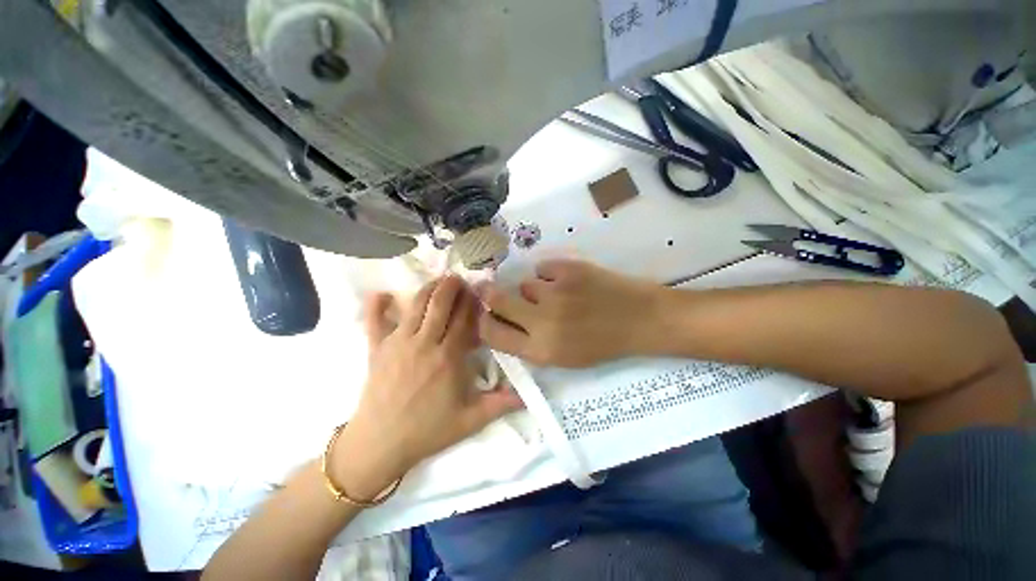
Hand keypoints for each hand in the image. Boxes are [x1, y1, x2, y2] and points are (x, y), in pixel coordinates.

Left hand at [333, 276, 522, 498]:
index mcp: (448, 357)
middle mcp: (424, 343)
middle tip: (458, 278)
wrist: (380, 444)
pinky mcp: (376, 348)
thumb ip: (500, 404)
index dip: (471, 303)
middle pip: (439, 305)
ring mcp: (397, 343)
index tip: (478, 291)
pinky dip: (376, 305)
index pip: (463, 320)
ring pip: (415, 306)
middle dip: (451, 287)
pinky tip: (381, 294)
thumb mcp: (470, 421)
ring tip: (437, 281)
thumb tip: (527, 396)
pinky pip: (373, 321)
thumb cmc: (427, 431)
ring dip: (427, 289)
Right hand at [478, 260, 668, 367]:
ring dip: (534, 289)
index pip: (492, 333)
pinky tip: (569, 282)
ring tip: (556, 295)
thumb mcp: (563, 357)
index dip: (484, 321)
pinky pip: (544, 268)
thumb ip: (529, 343)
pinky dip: (551, 274)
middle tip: (489, 288)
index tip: (485, 314)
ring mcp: (555, 292)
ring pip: (525, 284)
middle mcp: (542, 322)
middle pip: (497, 299)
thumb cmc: (602, 344)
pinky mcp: (569, 269)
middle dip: (490, 293)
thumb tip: (504, 321)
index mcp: (540, 350)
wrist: (641, 320)